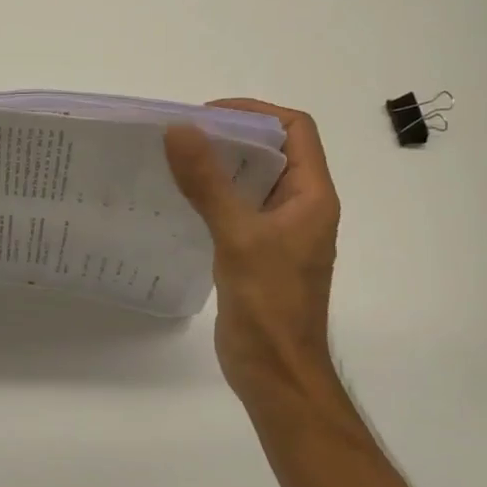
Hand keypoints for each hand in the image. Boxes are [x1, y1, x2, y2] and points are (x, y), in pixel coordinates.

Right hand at [164, 99, 340, 402]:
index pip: (295, 130)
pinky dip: (212, 197)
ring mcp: (279, 233)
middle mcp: (300, 208)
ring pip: (252, 182)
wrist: (276, 373)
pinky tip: (179, 202)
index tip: (207, 115)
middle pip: (272, 152)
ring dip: (219, 167)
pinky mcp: (257, 254)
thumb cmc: (270, 305)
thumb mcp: (238, 237)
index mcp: (312, 196)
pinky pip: (236, 211)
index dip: (255, 113)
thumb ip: (208, 183)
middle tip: (182, 136)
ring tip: (175, 162)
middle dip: (230, 136)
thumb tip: (179, 129)